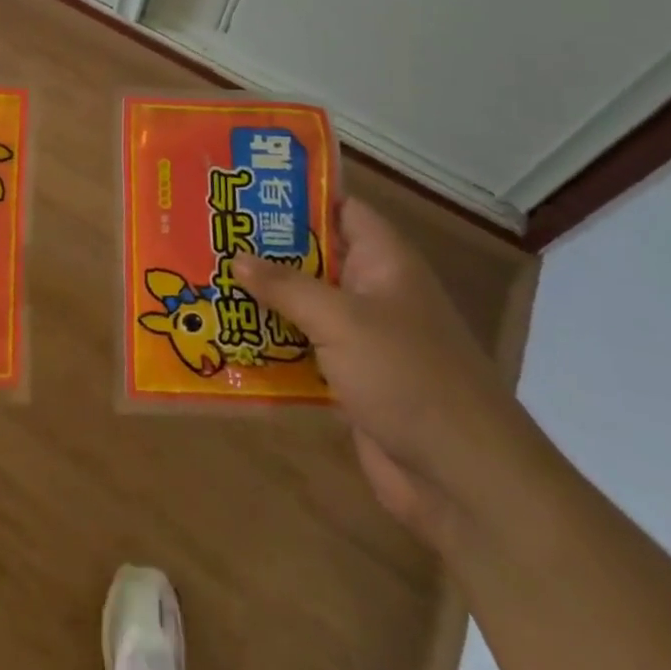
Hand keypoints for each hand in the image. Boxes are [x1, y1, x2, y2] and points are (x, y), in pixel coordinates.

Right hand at [233, 200, 546, 553]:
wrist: (465, 481)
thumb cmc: (408, 377)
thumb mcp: (341, 320)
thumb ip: (286, 286)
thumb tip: (237, 257)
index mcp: (384, 261)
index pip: (339, 208)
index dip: (297, 195)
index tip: (245, 188)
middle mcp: (373, 291)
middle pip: (313, 256)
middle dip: (264, 248)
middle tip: (208, 234)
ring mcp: (363, 337)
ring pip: (304, 303)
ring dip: (262, 298)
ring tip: (205, 278)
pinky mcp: (350, 378)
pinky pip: (303, 348)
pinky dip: (271, 342)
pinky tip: (226, 336)